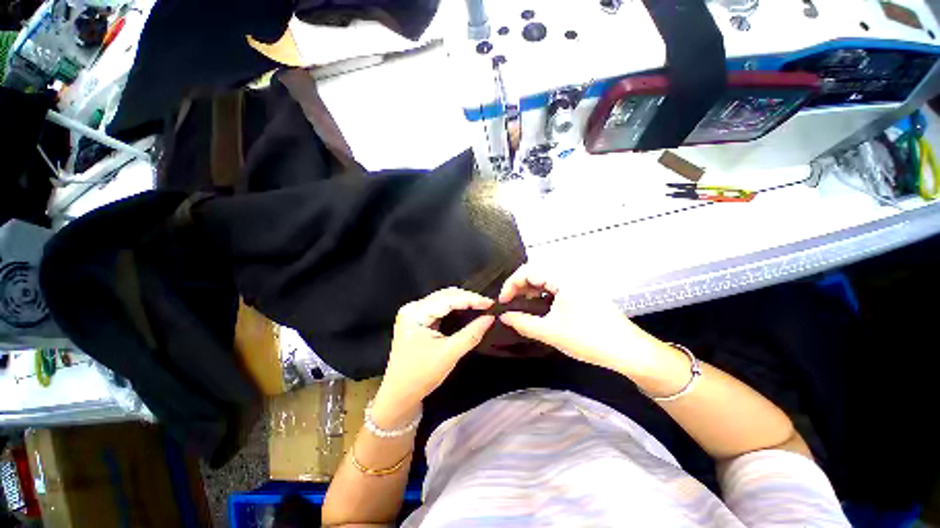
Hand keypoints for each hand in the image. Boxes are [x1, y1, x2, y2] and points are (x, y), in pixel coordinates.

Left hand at [372, 288, 494, 426]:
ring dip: (462, 302)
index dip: (471, 299)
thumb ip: (471, 334)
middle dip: (467, 298)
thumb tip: (490, 318)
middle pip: (445, 295)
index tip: (491, 303)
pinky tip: (466, 310)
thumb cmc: (421, 375)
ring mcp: (414, 313)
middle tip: (488, 305)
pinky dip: (454, 308)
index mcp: (416, 313)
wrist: (399, 395)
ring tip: (480, 306)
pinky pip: (439, 307)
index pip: (448, 299)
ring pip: (443, 299)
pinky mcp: (417, 319)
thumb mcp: (449, 354)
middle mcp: (413, 307)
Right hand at [498, 265, 666, 378]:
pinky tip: (539, 308)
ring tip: (521, 306)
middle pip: (536, 272)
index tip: (503, 301)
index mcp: (563, 279)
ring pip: (545, 280)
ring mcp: (577, 284)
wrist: (629, 351)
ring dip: (530, 290)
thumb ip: (523, 322)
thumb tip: (503, 316)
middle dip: (519, 286)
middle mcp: (570, 276)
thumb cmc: (589, 339)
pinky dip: (542, 294)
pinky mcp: (582, 294)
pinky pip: (555, 287)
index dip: (511, 284)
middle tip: (510, 304)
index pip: (528, 270)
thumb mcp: (550, 332)